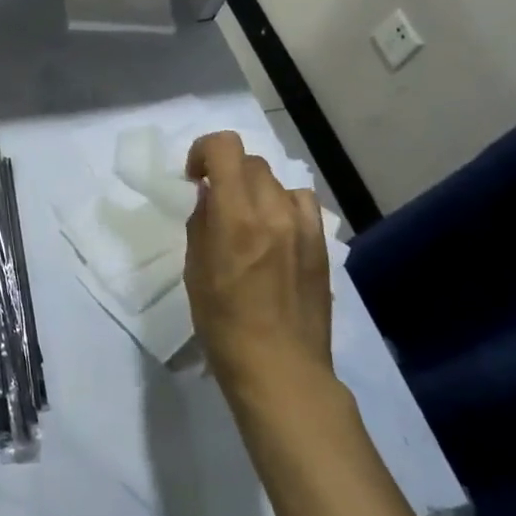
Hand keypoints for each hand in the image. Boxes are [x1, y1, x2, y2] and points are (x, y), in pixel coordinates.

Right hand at [183, 131, 333, 413]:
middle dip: (226, 171)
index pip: (225, 148)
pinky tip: (274, 232)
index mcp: (236, 217)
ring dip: (255, 188)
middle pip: (251, 161)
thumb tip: (208, 196)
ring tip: (246, 218)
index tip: (193, 177)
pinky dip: (282, 205)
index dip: (203, 151)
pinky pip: (301, 204)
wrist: (280, 367)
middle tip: (214, 200)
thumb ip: (201, 223)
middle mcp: (274, 211)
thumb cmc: (223, 324)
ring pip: (277, 180)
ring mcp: (304, 226)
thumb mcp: (195, 270)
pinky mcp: (322, 243)